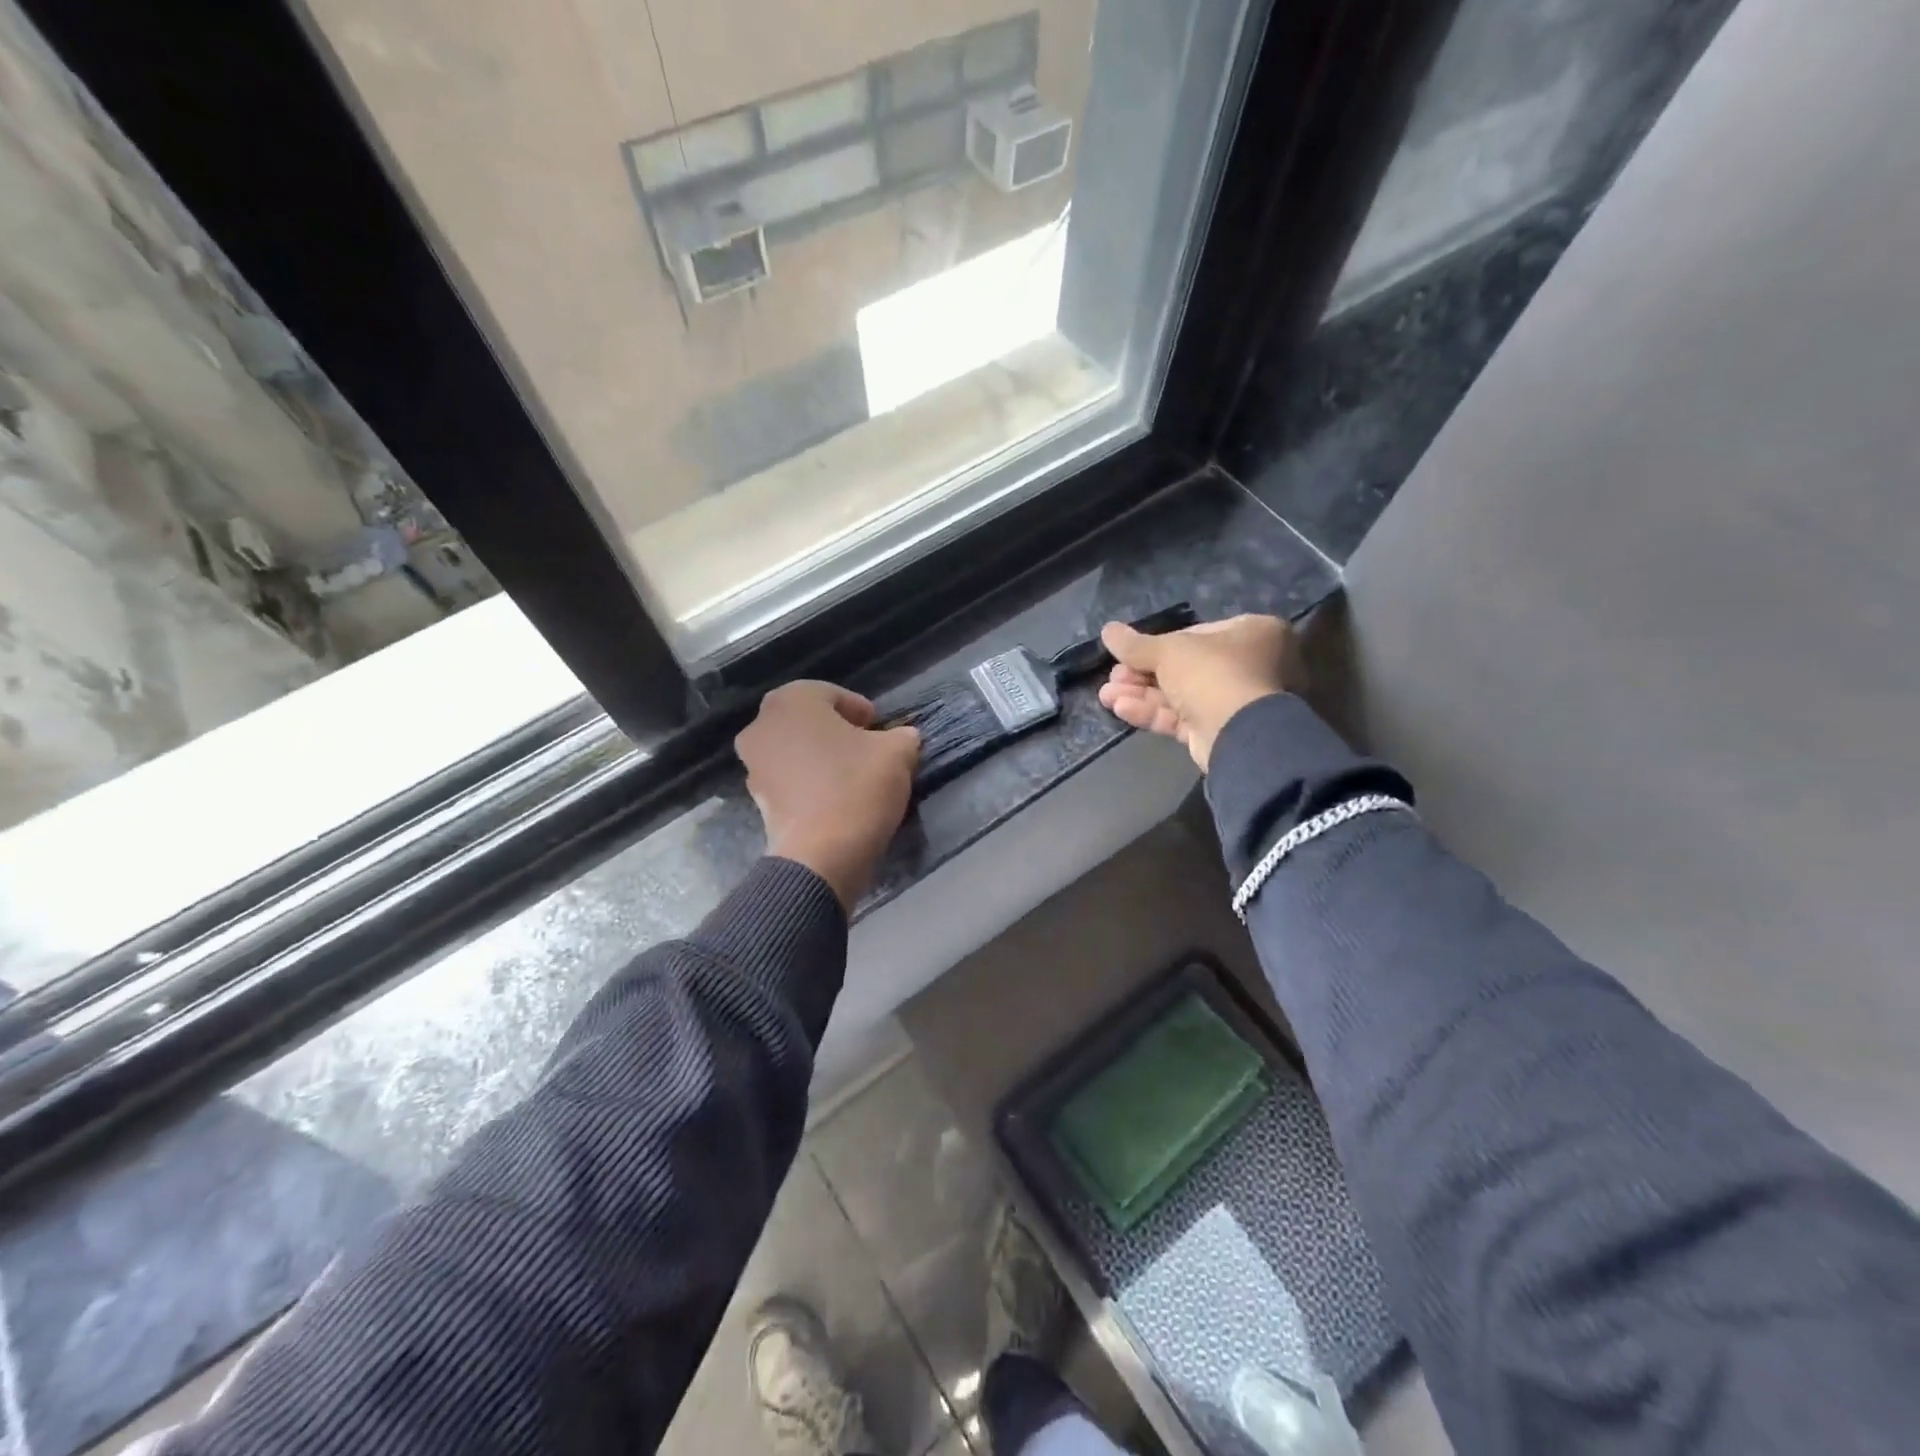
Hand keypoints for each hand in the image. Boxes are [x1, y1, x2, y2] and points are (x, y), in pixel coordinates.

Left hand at [735, 681, 920, 909]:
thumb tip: (903, 738)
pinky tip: (834, 797)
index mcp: (792, 700)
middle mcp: (762, 725)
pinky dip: (808, 781)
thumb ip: (902, 736)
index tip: (880, 729)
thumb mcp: (897, 753)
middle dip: (837, 730)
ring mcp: (753, 764)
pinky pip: (788, 778)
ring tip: (852, 775)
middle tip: (867, 748)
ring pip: (795, 749)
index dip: (861, 710)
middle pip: (808, 720)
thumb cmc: (857, 788)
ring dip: (820, 756)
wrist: (822, 856)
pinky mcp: (756, 798)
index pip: (832, 694)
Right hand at [1096, 614, 1299, 771]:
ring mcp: (1234, 702)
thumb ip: (1135, 644)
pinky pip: (1181, 717)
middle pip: (1184, 667)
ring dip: (1140, 694)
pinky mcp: (1218, 731)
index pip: (1195, 635)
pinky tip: (1121, 709)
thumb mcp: (1168, 651)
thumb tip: (1107, 630)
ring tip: (1105, 695)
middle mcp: (1248, 665)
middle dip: (1141, 674)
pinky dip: (1152, 712)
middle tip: (1113, 676)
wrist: (1238, 734)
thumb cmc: (1211, 673)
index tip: (1129, 652)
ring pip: (1179, 695)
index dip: (1158, 645)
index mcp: (1251, 633)